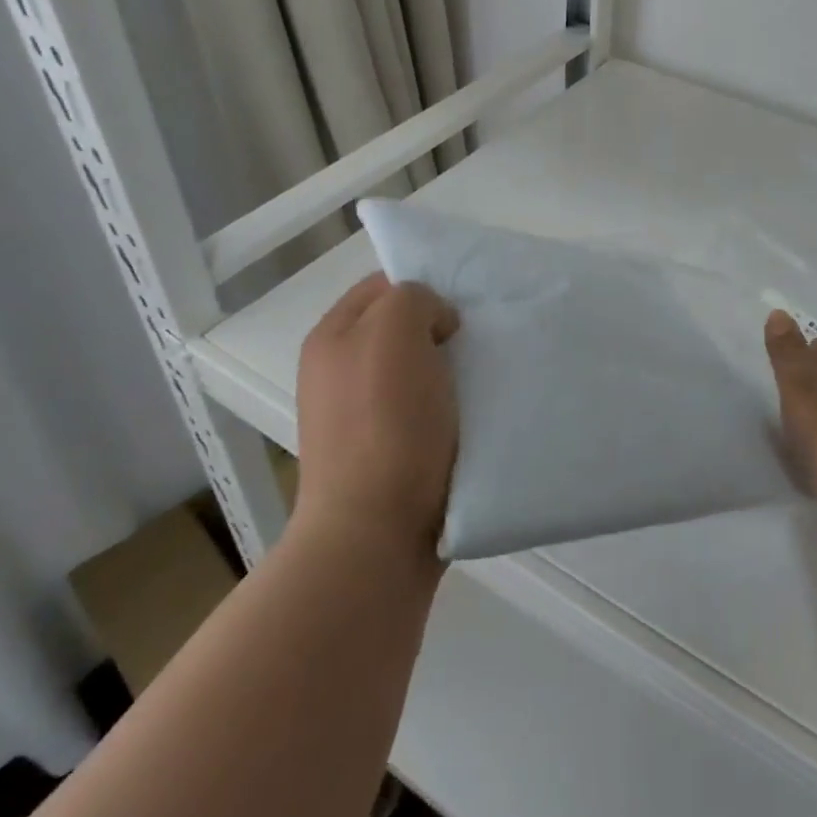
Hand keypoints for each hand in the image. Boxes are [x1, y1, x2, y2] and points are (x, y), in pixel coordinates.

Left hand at [292, 273, 460, 556]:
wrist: (376, 533)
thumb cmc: (387, 423)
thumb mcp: (396, 331)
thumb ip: (414, 299)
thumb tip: (435, 326)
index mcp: (333, 336)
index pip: (385, 284)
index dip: (428, 285)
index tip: (465, 306)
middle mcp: (337, 371)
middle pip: (401, 328)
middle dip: (442, 329)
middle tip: (479, 340)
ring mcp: (357, 416)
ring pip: (416, 370)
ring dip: (450, 371)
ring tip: (483, 378)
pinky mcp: (382, 454)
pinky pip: (422, 411)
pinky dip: (449, 408)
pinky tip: (472, 416)